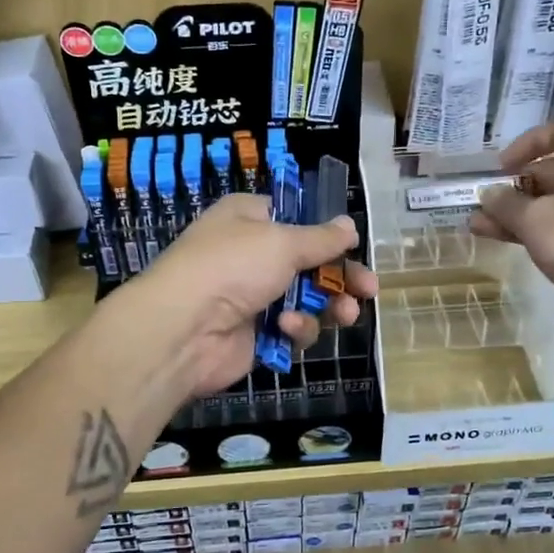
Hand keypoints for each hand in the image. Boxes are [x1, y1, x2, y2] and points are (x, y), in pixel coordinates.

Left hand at [105, 193, 378, 399]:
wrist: (184, 329)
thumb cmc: (232, 267)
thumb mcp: (281, 242)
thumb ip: (321, 238)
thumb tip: (349, 225)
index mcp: (249, 219)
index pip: (295, 218)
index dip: (325, 232)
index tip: (351, 245)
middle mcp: (251, 254)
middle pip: (310, 263)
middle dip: (341, 277)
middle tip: (369, 289)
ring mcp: (253, 296)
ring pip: (307, 299)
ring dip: (328, 306)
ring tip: (346, 314)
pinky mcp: (256, 334)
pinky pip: (291, 329)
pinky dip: (295, 329)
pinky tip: (286, 330)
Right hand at [470, 115, 553, 340]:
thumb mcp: (534, 218)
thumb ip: (506, 203)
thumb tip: (488, 195)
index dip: (528, 143)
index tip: (501, 167)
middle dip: (516, 185)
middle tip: (484, 201)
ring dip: (518, 211)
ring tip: (478, 224)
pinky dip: (536, 230)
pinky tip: (499, 239)